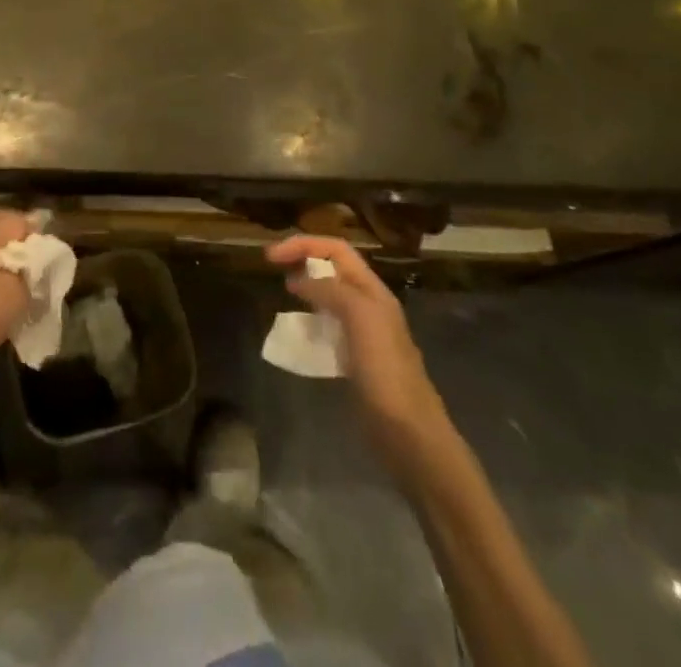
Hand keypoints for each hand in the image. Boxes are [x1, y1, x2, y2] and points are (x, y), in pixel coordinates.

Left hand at [0, 209, 34, 408]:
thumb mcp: (16, 294)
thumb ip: (31, 267)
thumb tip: (36, 255)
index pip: (20, 220)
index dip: (38, 237)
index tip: (48, 260)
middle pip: (0, 221)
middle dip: (19, 237)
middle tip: (35, 262)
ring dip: (2, 248)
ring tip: (18, 273)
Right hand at [266, 234, 445, 437]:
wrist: (409, 434)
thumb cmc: (385, 370)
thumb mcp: (360, 317)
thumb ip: (331, 290)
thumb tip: (299, 279)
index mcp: (373, 291)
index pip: (336, 249)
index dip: (304, 244)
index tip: (271, 256)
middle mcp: (368, 306)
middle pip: (332, 269)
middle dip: (303, 261)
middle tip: (272, 267)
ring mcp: (362, 334)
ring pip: (328, 298)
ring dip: (305, 290)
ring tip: (283, 295)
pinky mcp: (353, 360)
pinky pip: (326, 329)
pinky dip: (308, 323)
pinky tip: (296, 334)